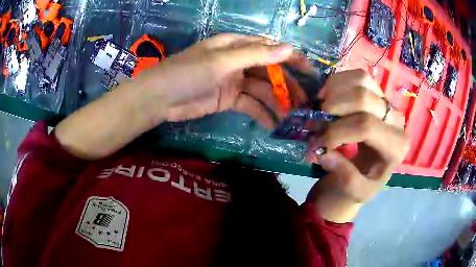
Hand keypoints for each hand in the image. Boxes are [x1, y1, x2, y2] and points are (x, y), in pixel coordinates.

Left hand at [134, 34, 305, 127]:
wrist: (160, 98)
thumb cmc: (187, 73)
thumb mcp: (222, 61)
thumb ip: (256, 55)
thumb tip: (289, 48)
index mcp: (237, 46)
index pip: (271, 49)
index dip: (292, 58)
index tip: (310, 72)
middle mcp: (239, 61)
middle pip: (270, 72)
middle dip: (288, 86)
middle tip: (304, 103)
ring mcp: (234, 81)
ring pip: (262, 90)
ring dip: (277, 103)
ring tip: (292, 118)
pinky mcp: (229, 99)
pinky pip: (250, 105)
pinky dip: (261, 113)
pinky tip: (273, 125)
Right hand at [306, 69, 409, 222]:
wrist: (368, 172)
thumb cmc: (363, 184)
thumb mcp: (355, 192)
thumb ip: (345, 176)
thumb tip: (325, 153)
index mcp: (396, 146)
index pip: (366, 126)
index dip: (337, 131)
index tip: (318, 144)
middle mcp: (396, 120)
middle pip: (364, 98)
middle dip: (333, 109)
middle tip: (318, 124)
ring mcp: (387, 103)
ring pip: (362, 80)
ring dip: (335, 90)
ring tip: (322, 107)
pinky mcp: (377, 94)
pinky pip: (359, 76)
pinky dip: (339, 82)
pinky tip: (329, 96)